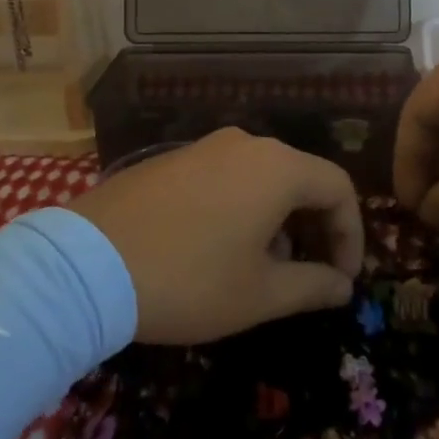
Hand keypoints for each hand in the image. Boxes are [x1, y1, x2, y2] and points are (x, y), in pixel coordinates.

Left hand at [69, 128, 364, 344]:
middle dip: (315, 228)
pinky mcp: (171, 159)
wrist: (86, 265)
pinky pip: (226, 178)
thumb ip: (312, 286)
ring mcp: (203, 147)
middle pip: (301, 178)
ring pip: (262, 178)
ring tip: (264, 269)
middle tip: (312, 276)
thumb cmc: (189, 280)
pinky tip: (220, 249)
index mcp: (276, 167)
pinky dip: (242, 209)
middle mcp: (245, 144)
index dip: (351, 234)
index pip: (338, 188)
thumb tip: (343, 286)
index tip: (343, 279)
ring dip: (278, 220)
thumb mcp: (259, 294)